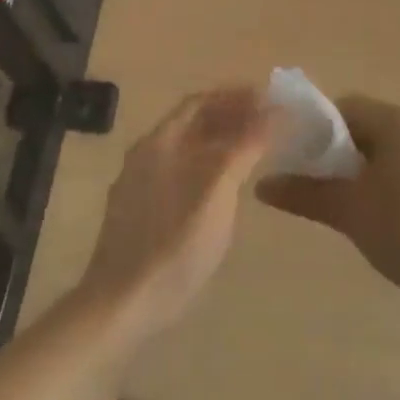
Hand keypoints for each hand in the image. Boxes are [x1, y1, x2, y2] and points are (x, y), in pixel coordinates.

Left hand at [77, 86, 275, 336]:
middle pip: (192, 123)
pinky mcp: (143, 212)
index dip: (234, 95)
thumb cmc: (174, 244)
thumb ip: (245, 146)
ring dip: (221, 141)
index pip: (199, 102)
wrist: (123, 304)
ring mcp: (141, 185)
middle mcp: (146, 156)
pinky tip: (227, 184)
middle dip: (230, 116)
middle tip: (270, 121)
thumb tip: (275, 109)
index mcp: (159, 143)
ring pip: (187, 150)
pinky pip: (181, 172)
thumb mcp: (217, 191)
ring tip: (256, 148)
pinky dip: (209, 165)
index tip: (269, 97)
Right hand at [258, 96, 399, 318]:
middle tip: (316, 188)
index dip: (315, 130)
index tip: (296, 161)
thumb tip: (262, 185)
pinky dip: (389, 184)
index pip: (345, 107)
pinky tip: (383, 219)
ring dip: (363, 172)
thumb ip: (306, 194)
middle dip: (338, 154)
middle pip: (368, 127)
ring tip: (346, 208)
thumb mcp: (352, 212)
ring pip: (390, 151)